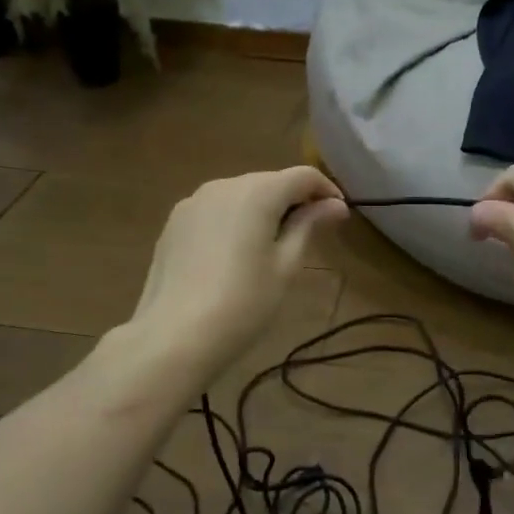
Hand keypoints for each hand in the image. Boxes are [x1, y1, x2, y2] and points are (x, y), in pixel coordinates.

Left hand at [127, 167, 348, 378]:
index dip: (326, 190)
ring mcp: (193, 203)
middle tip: (311, 234)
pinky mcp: (174, 224)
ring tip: (273, 246)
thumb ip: (309, 226)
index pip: (302, 176)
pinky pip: (215, 212)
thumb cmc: (243, 303)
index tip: (340, 216)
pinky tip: (236, 255)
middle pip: (269, 182)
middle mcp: (223, 185)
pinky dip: (235, 222)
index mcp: (256, 192)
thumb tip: (335, 205)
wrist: (173, 336)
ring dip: (263, 210)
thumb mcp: (286, 266)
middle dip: (294, 201)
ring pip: (240, 196)